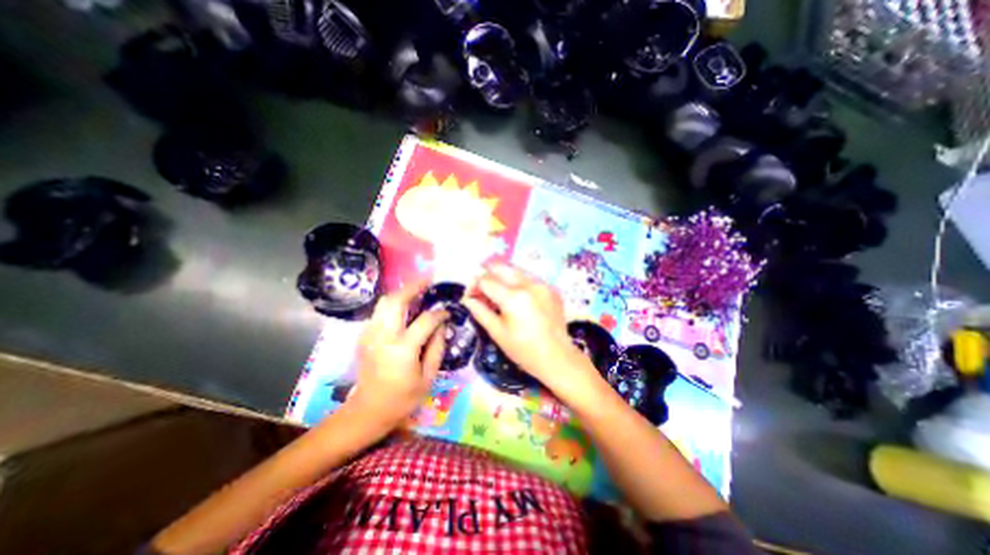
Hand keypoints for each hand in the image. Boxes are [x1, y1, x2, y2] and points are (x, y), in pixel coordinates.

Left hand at [345, 280, 444, 429]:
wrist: (368, 411)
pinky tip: (404, 309)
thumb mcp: (428, 377)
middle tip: (428, 281)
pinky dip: (392, 305)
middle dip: (413, 287)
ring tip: (417, 291)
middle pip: (396, 301)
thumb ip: (437, 347)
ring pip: (384, 302)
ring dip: (401, 293)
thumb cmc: (403, 398)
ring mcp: (370, 335)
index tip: (447, 311)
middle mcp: (383, 337)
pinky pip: (379, 312)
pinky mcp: (364, 337)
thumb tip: (442, 325)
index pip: (425, 320)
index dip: (439, 313)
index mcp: (403, 349)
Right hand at [465, 263, 603, 404]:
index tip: (471, 295)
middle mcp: (529, 284)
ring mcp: (542, 285)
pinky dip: (519, 284)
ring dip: (503, 277)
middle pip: (501, 268)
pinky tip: (518, 299)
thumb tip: (468, 299)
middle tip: (483, 290)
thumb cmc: (524, 350)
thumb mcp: (498, 333)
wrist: (558, 358)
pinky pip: (530, 279)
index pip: (487, 280)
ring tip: (499, 294)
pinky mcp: (551, 289)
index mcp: (513, 297)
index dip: (475, 286)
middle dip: (488, 275)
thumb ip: (481, 312)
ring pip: (516, 271)